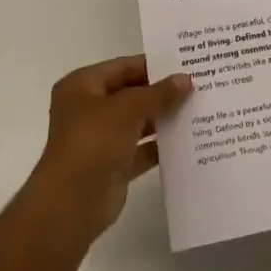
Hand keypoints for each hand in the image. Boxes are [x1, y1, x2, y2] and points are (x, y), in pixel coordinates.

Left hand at [21, 55, 191, 247]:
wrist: (71, 205)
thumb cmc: (93, 143)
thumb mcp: (128, 109)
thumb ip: (158, 93)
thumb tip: (186, 79)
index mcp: (83, 86)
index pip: (123, 67)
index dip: (154, 65)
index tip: (186, 65)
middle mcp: (89, 109)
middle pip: (131, 94)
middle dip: (162, 93)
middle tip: (198, 86)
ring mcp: (100, 139)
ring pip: (137, 122)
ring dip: (163, 119)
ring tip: (198, 110)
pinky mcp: (112, 166)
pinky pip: (140, 149)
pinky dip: (160, 146)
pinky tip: (188, 141)